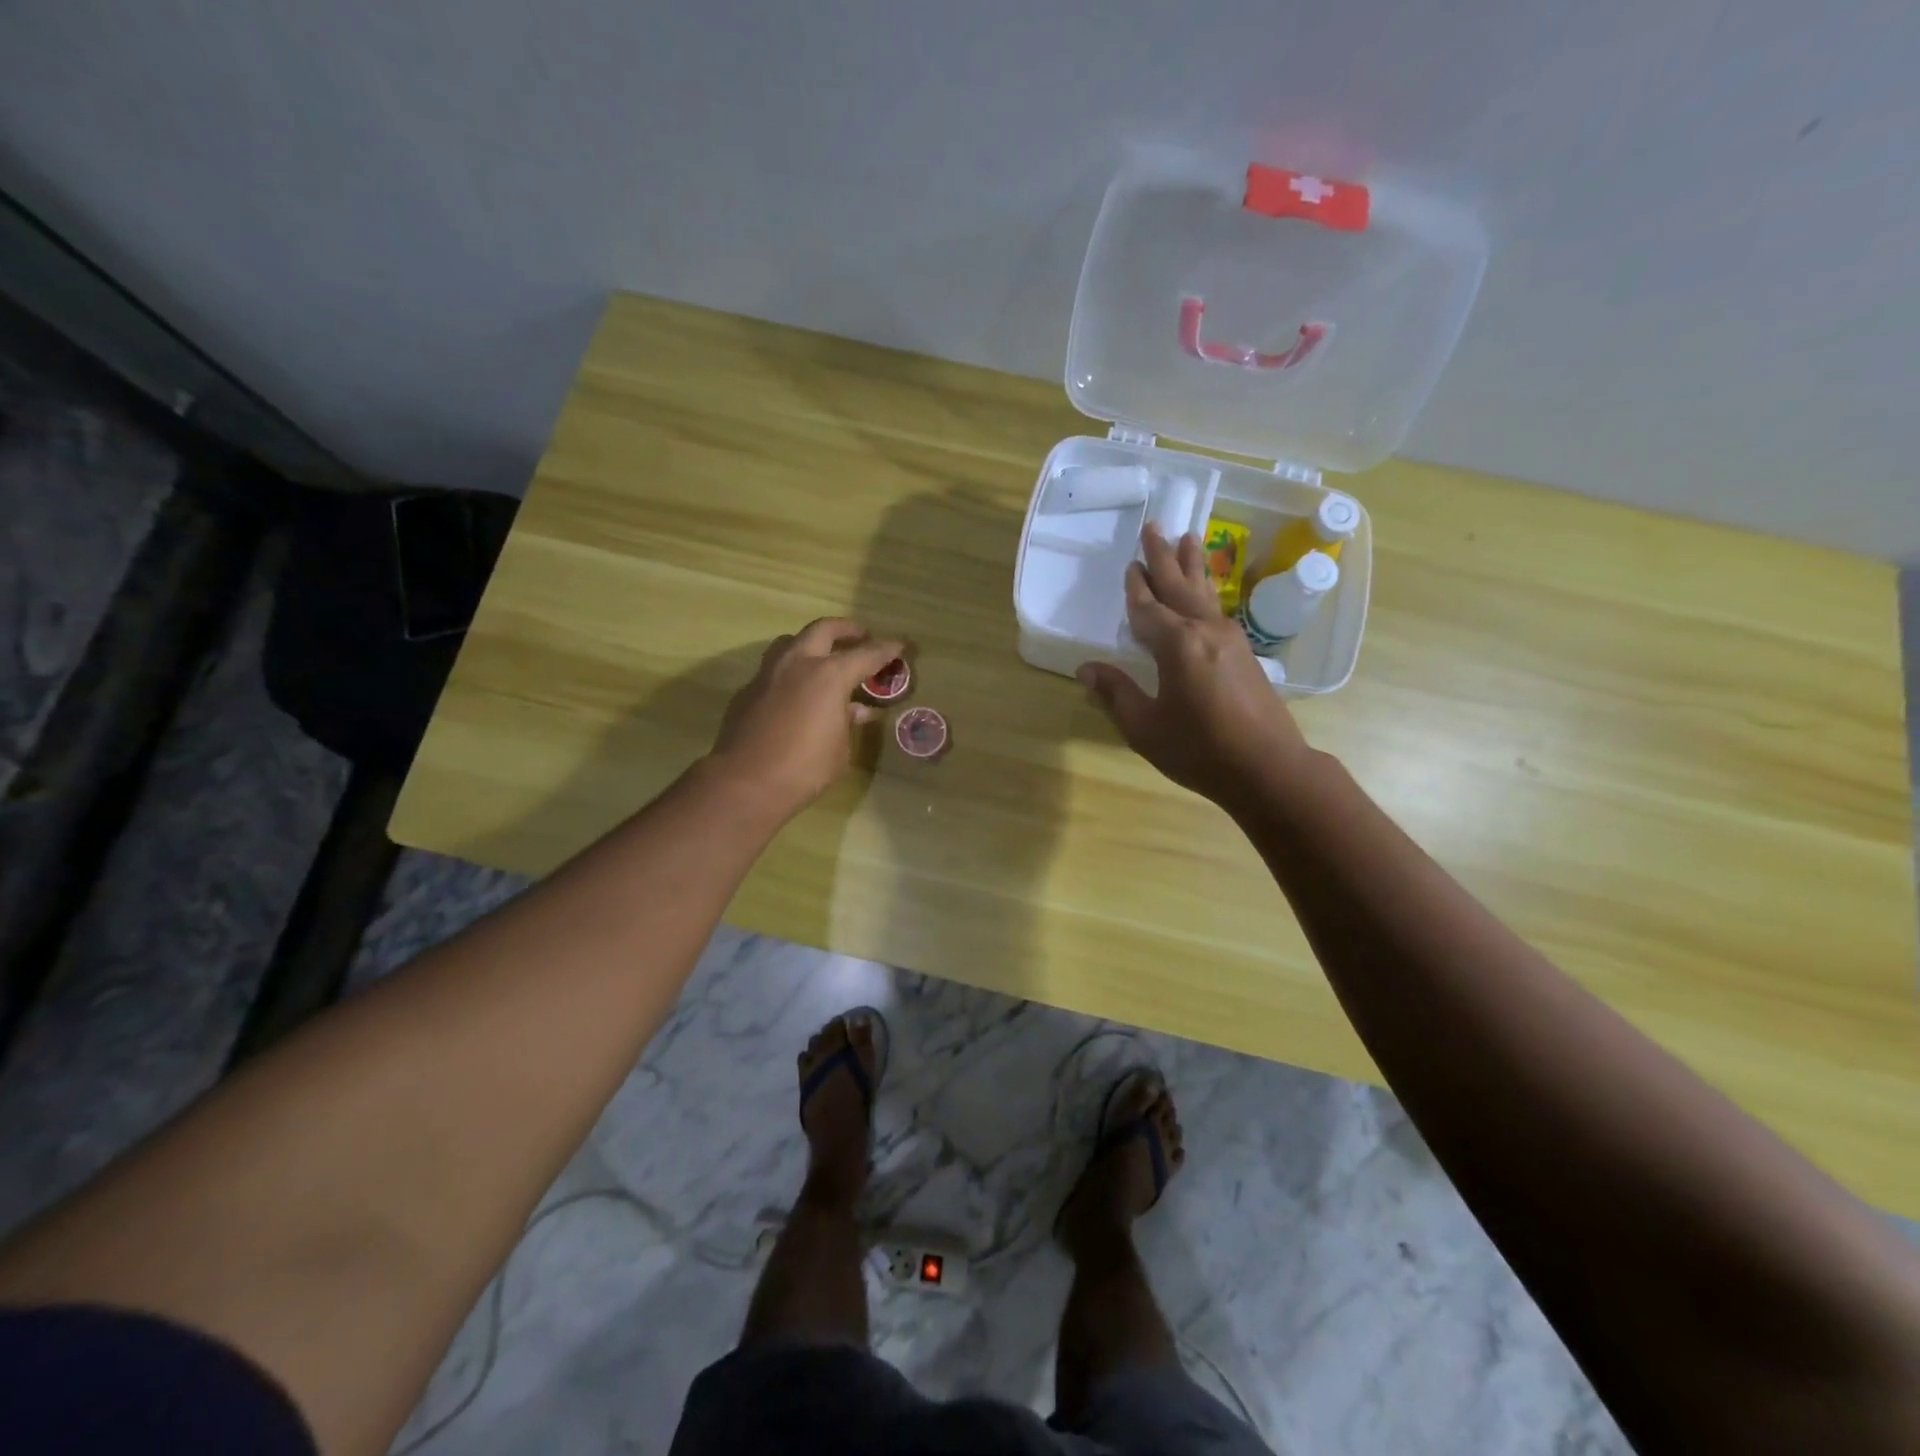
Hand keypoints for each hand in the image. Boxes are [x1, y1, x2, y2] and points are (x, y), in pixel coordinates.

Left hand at [705, 618, 905, 819]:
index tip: (900, 646)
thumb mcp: (840, 748)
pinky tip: (797, 692)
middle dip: (846, 629)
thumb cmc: (805, 768)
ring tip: (824, 656)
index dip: (886, 650)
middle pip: (823, 629)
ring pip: (791, 642)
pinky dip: (791, 672)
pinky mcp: (747, 691)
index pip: (866, 654)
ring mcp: (768, 674)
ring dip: (811, 643)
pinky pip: (773, 670)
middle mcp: (797, 664)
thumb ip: (849, 722)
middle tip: (861, 636)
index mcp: (828, 675)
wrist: (746, 783)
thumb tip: (856, 710)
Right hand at [1077, 526, 1315, 806]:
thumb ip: (1116, 694)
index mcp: (1176, 645)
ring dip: (1191, 565)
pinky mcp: (1245, 653)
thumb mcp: (1145, 728)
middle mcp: (1204, 631)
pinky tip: (1205, 591)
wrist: (1268, 768)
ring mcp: (1229, 639)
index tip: (1129, 566)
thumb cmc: (1199, 750)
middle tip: (1154, 526)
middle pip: (1178, 586)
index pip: (1147, 609)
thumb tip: (1087, 669)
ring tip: (1188, 537)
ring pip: (1203, 592)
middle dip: (1163, 557)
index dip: (1135, 589)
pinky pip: (1217, 608)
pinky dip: (1206, 590)